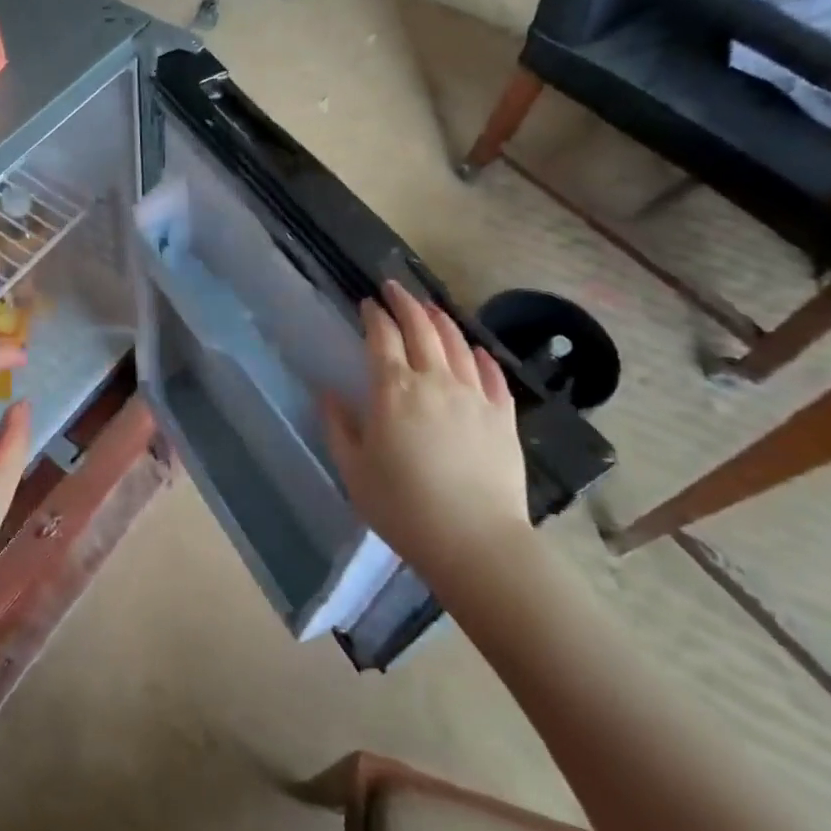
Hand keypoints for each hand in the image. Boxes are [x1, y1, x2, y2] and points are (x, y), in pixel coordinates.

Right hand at [322, 282, 531, 588]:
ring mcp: (474, 396)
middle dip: (405, 303)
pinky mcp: (502, 417)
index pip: (383, 338)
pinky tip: (475, 350)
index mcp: (394, 390)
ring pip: (458, 344)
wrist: (475, 542)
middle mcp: (435, 381)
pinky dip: (480, 356)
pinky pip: (492, 375)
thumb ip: (338, 426)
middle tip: (394, 289)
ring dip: (441, 320)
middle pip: (421, 329)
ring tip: (430, 308)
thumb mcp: (354, 470)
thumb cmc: (403, 507)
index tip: (367, 303)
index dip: (374, 315)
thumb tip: (327, 393)